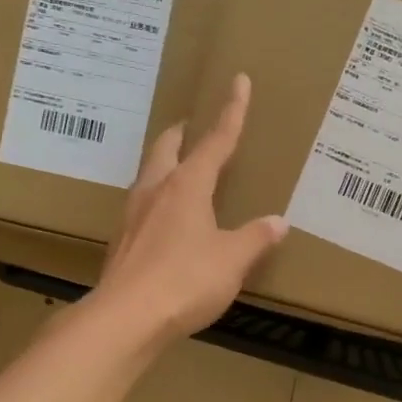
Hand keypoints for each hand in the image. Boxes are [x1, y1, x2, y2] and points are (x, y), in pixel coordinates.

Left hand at [92, 74, 287, 344]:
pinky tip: (165, 218)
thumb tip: (279, 222)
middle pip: (167, 147)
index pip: (215, 141)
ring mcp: (133, 215)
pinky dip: (157, 197)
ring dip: (165, 163)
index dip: (231, 112)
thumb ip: (256, 238)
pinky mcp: (122, 241)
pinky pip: (142, 205)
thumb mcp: (232, 260)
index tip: (239, 82)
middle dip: (182, 133)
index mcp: (187, 186)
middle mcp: (156, 191)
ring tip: (179, 168)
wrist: (126, 318)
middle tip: (193, 125)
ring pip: (149, 174)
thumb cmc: (186, 281)